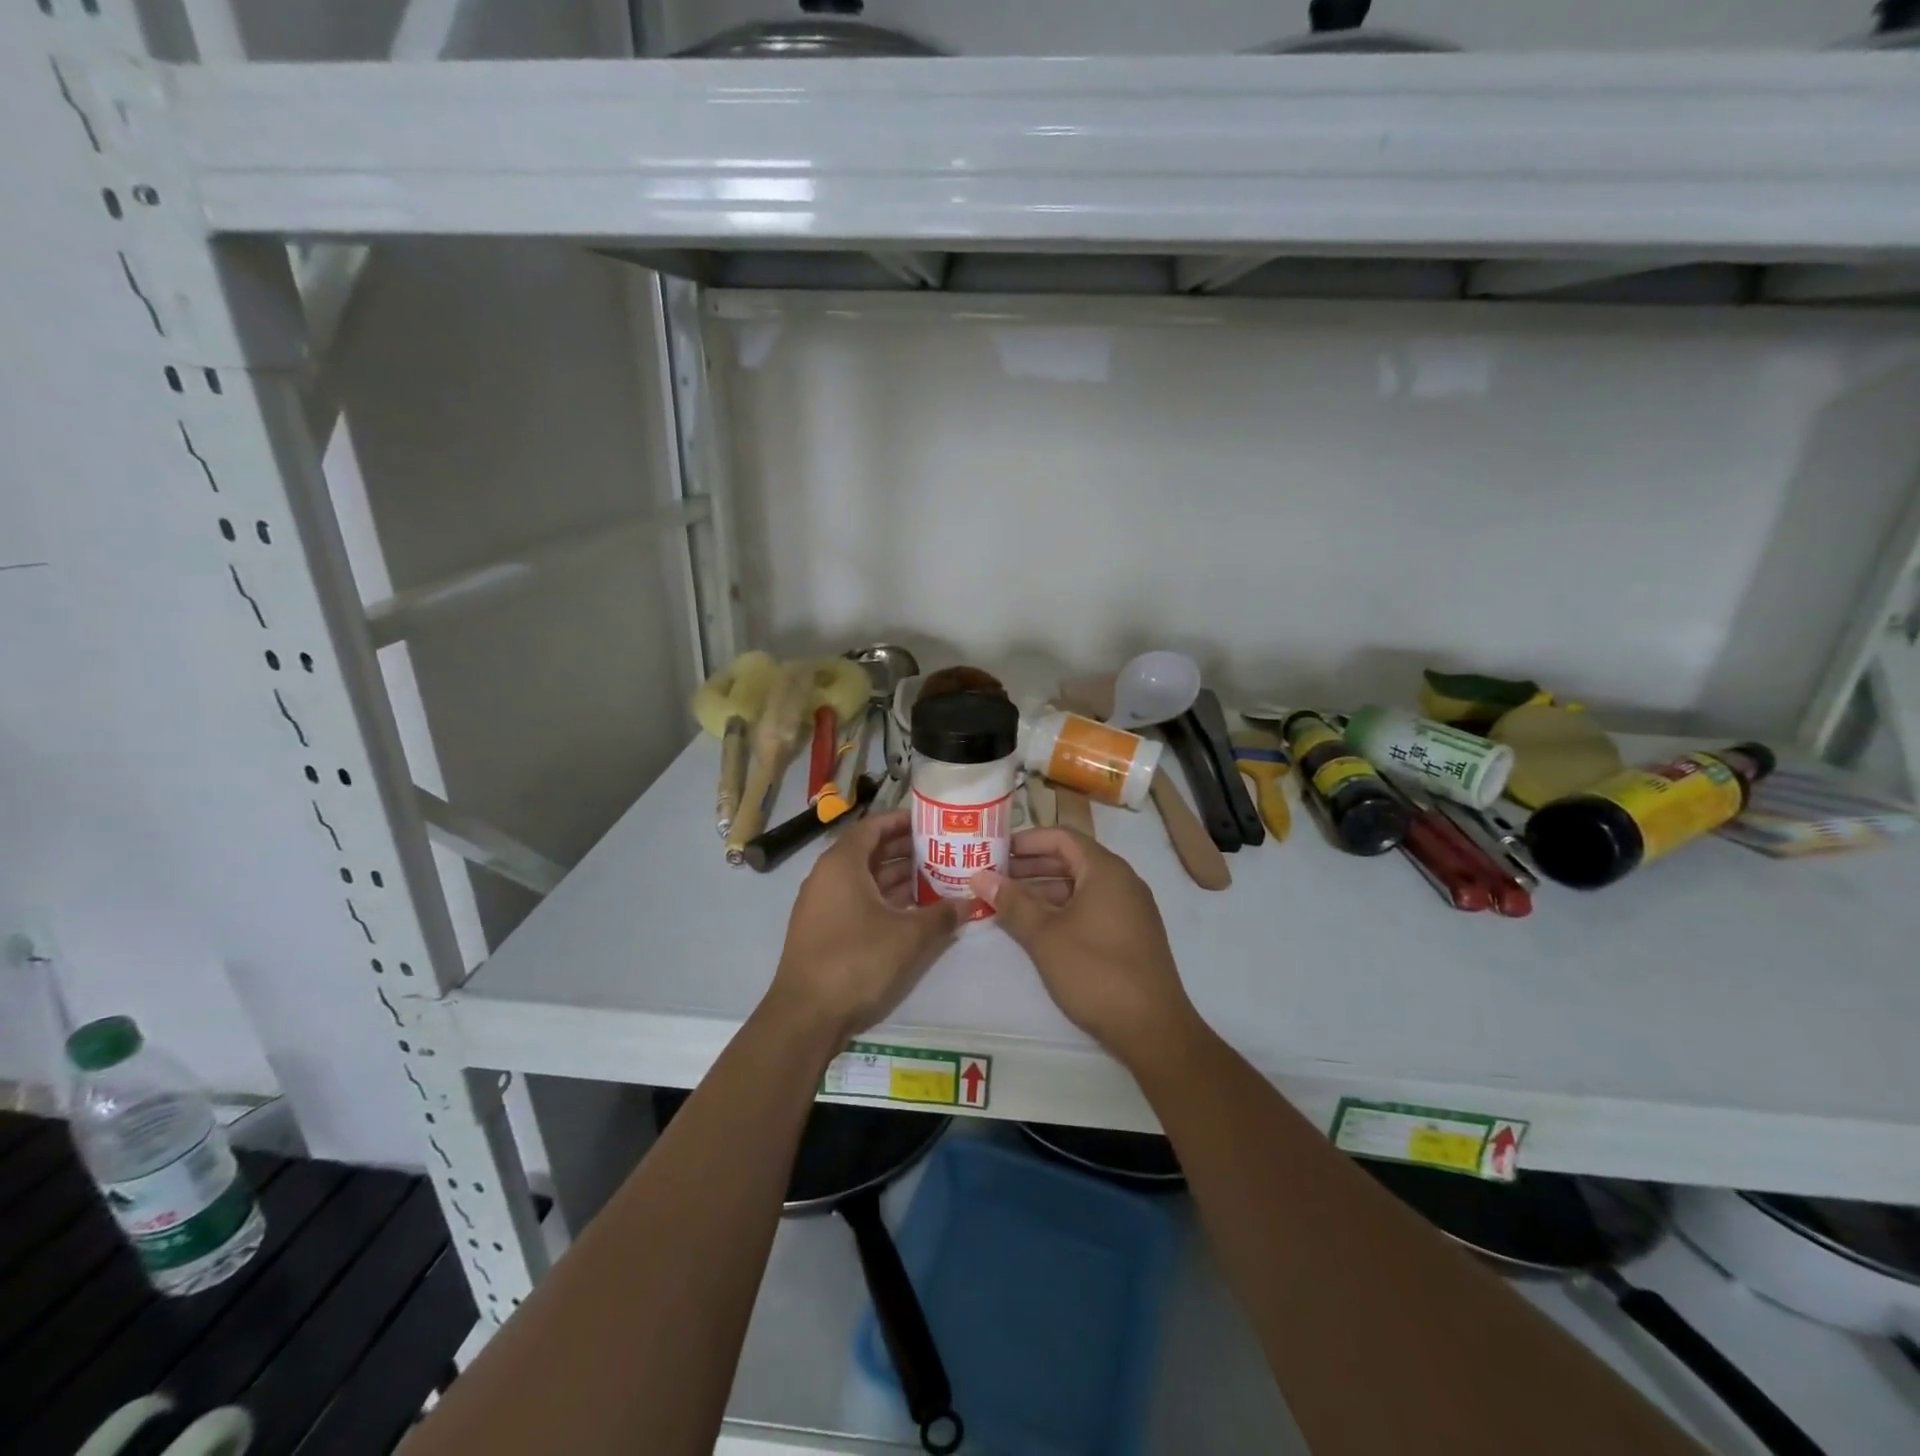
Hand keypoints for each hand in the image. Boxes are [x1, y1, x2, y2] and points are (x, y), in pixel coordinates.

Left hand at [766, 809, 964, 1041]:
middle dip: (905, 850)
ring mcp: (822, 904)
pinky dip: (883, 899)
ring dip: (896, 877)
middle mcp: (827, 876)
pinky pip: (856, 901)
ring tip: (935, 878)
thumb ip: (941, 915)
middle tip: (941, 851)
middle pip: (869, 851)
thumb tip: (968, 903)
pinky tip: (912, 911)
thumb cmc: (857, 961)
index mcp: (842, 863)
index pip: (873, 826)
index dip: (902, 821)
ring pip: (864, 879)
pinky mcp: (823, 929)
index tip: (932, 823)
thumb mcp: (908, 937)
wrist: (806, 1015)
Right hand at [972, 828, 1200, 1070]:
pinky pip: (1091, 907)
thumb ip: (1012, 903)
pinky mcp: (1131, 935)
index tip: (995, 850)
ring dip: (1044, 890)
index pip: (1062, 837)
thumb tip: (979, 876)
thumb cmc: (1096, 972)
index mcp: (1106, 870)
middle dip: (1031, 866)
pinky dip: (1062, 909)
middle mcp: (1122, 882)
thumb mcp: (1045, 936)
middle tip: (994, 876)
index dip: (1027, 840)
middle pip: (1071, 859)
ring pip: (1080, 886)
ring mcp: (1130, 909)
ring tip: (1007, 903)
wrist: (1153, 1029)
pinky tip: (1037, 927)